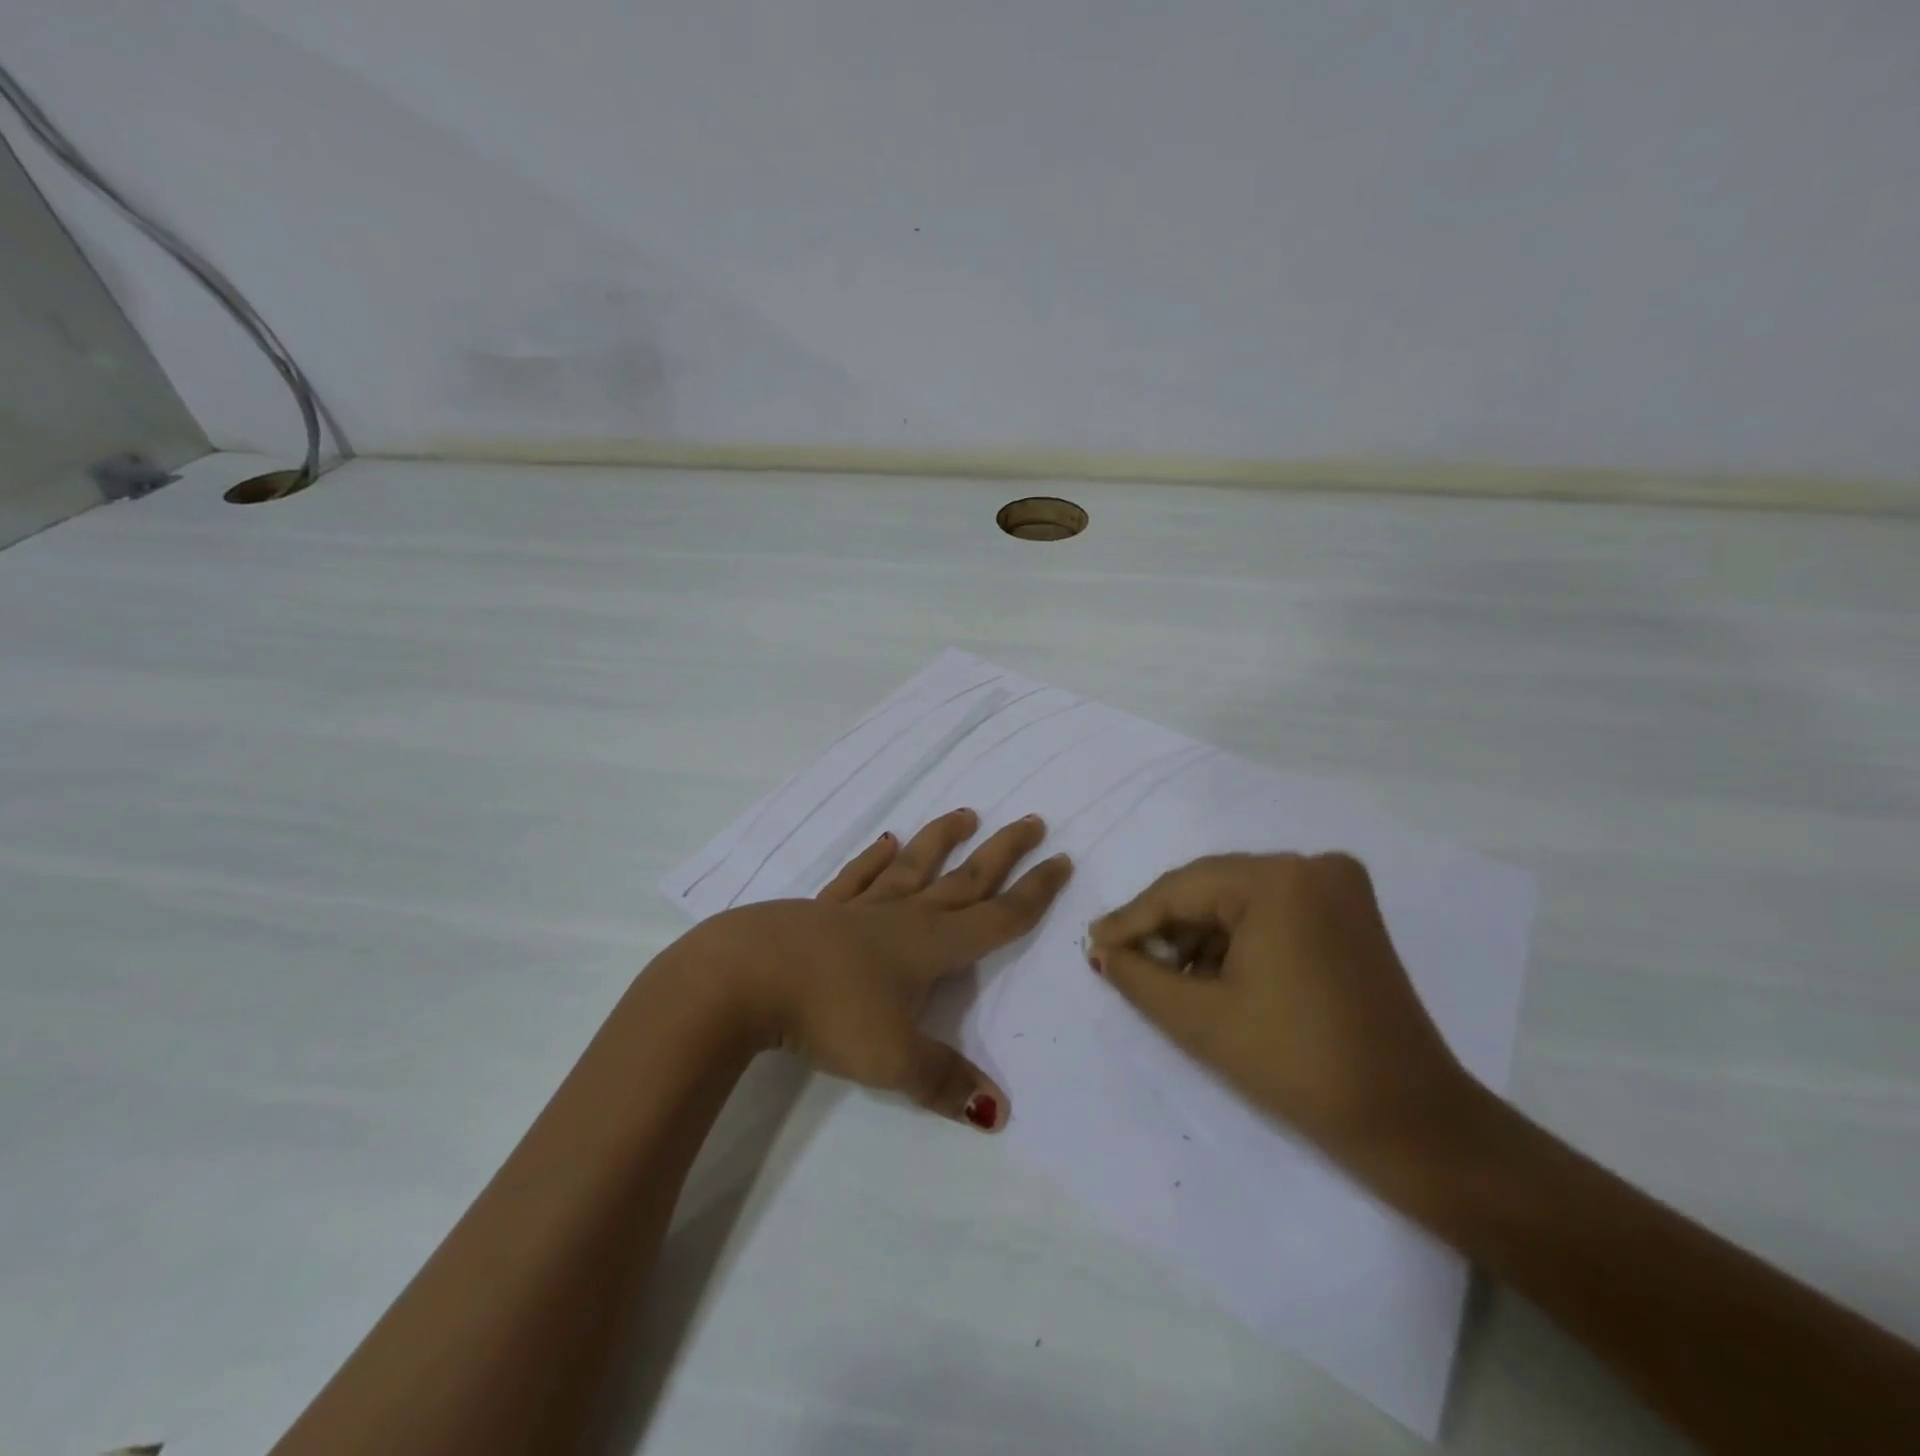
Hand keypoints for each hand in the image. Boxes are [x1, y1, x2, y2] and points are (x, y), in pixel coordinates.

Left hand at [688, 809, 1071, 1131]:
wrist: (745, 976)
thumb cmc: (828, 1013)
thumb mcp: (894, 1060)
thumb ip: (945, 1082)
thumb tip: (999, 1113)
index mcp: (931, 946)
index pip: (997, 917)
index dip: (1034, 893)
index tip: (1062, 860)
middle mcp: (903, 917)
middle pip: (965, 879)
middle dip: (1003, 852)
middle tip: (1032, 820)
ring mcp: (860, 909)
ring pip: (914, 867)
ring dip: (942, 841)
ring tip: (966, 814)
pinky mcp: (821, 910)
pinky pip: (857, 877)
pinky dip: (873, 859)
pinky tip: (886, 842)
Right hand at [1086, 852, 1474, 1174]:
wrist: (1411, 1122)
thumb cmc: (1296, 1065)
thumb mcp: (1200, 1020)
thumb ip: (1137, 976)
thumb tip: (1100, 950)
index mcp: (1278, 879)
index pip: (1181, 889)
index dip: (1132, 919)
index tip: (1093, 943)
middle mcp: (1311, 866)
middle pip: (1211, 888)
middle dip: (1165, 926)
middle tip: (1123, 959)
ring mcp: (1338, 887)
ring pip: (1240, 900)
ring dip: (1200, 935)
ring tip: (1167, 976)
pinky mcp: (1351, 914)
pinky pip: (1273, 911)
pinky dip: (1239, 939)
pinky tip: (1213, 975)